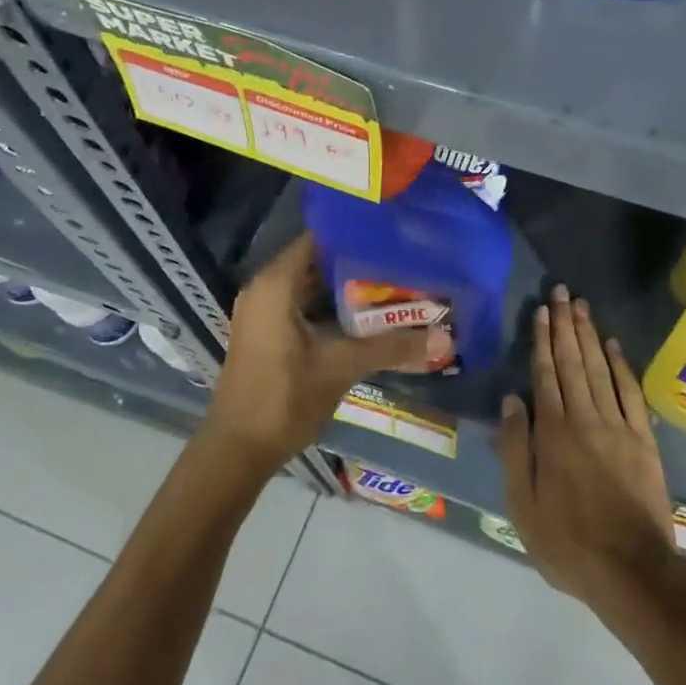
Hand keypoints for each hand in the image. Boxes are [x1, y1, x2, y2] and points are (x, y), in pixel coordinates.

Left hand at [203, 236, 449, 475]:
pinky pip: (305, 306)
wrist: (238, 452)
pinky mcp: (268, 333)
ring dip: (350, 288)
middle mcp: (266, 288)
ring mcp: (264, 312)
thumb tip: (447, 338)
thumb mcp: (342, 367)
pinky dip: (334, 308)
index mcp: (276, 284)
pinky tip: (370, 317)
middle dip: (361, 262)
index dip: (356, 232)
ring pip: (313, 286)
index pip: (320, 237)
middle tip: (405, 260)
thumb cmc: (284, 399)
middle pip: (318, 261)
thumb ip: (393, 347)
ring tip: (397, 283)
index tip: (394, 233)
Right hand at [498, 285, 679, 620]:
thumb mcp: (523, 506)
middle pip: (573, 362)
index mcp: (554, 434)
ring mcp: (619, 426)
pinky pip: (631, 392)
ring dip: (590, 334)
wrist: (633, 572)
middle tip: (562, 291)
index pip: (546, 374)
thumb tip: (511, 400)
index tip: (541, 311)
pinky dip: (622, 365)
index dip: (543, 340)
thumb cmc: (568, 544)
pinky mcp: (644, 439)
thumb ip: (516, 450)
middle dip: (566, 324)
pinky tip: (614, 345)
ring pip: (600, 369)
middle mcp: (586, 419)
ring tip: (582, 305)